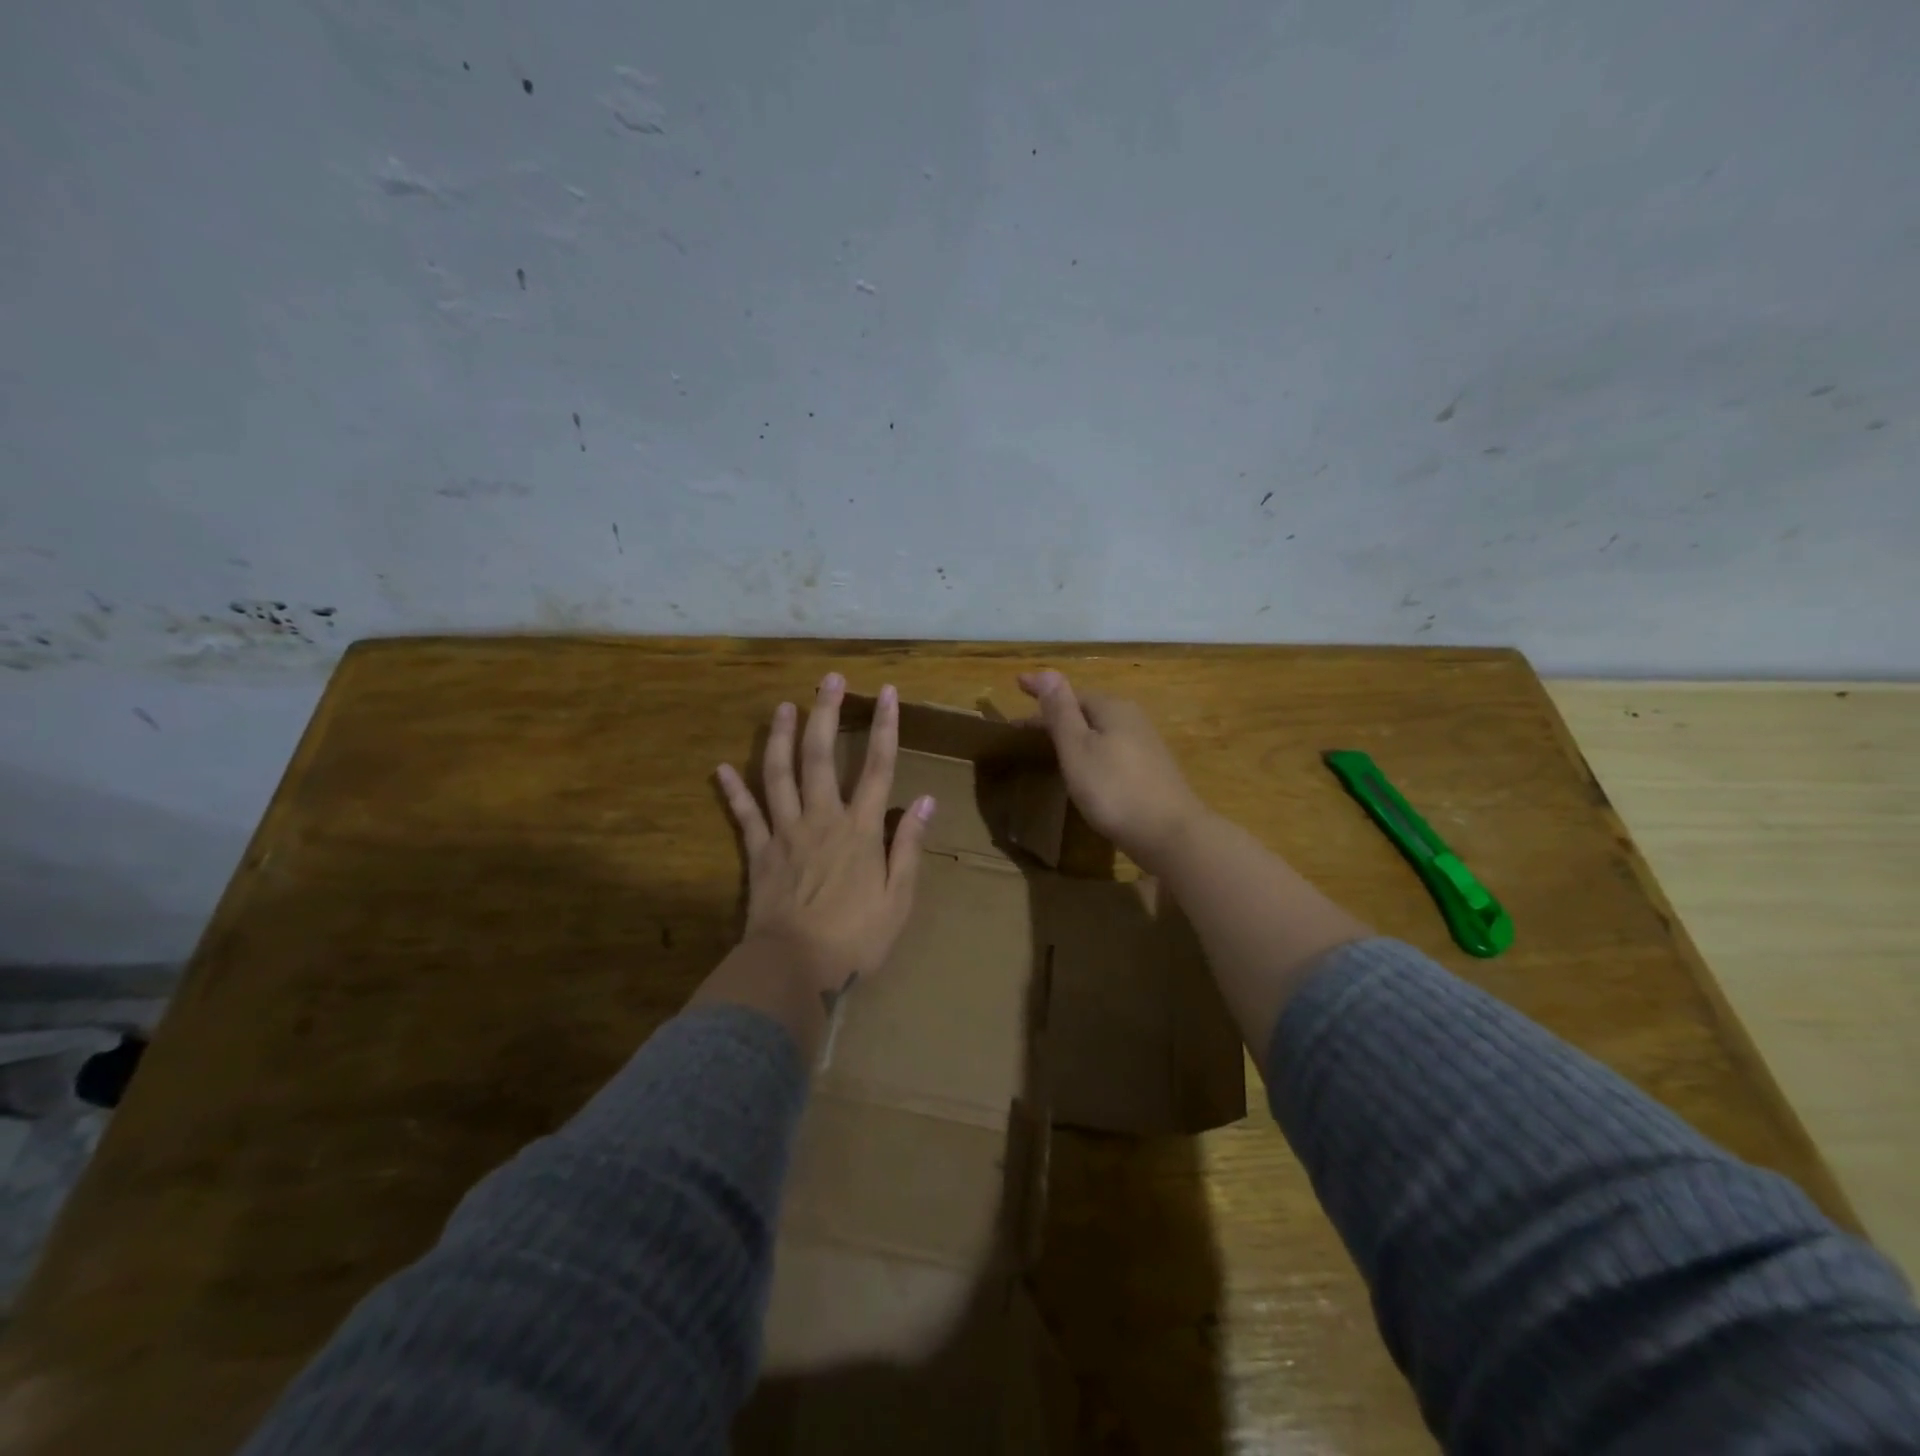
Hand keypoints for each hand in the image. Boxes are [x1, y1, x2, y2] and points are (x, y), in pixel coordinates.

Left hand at [716, 674, 934, 1007]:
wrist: (794, 969)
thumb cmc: (856, 938)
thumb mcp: (899, 897)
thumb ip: (908, 845)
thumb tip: (924, 800)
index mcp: (860, 829)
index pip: (877, 767)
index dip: (884, 727)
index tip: (886, 692)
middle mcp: (821, 819)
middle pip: (820, 756)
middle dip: (825, 713)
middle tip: (827, 679)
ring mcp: (785, 834)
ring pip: (778, 775)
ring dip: (780, 738)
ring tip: (782, 706)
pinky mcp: (758, 854)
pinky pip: (744, 817)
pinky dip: (732, 792)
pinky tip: (720, 769)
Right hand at [1017, 670, 1206, 869]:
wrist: (1170, 834)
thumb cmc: (1114, 789)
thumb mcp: (1078, 748)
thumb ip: (1061, 711)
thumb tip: (1047, 671)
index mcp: (1112, 708)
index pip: (1070, 692)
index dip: (1042, 691)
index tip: (1017, 684)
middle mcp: (1132, 718)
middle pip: (1087, 710)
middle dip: (1058, 714)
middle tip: (1026, 727)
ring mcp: (1146, 744)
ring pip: (1101, 730)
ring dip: (1075, 733)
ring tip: (1051, 745)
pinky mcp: (1151, 770)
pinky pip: (1112, 748)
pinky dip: (1091, 750)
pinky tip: (1086, 768)